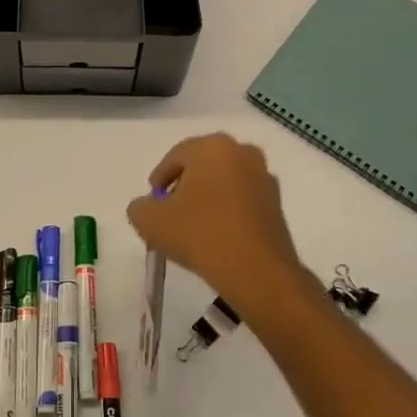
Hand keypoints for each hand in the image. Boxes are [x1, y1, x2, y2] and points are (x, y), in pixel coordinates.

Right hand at [127, 133, 317, 314]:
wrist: (256, 270)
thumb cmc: (199, 233)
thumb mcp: (149, 220)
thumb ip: (139, 206)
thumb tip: (148, 206)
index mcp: (212, 146)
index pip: (175, 157)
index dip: (159, 179)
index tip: (153, 203)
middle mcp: (242, 151)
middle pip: (202, 166)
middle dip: (184, 186)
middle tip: (170, 213)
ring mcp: (264, 176)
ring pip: (224, 182)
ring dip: (207, 198)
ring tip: (193, 227)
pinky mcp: (277, 203)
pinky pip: (242, 200)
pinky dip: (227, 211)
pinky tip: (217, 236)